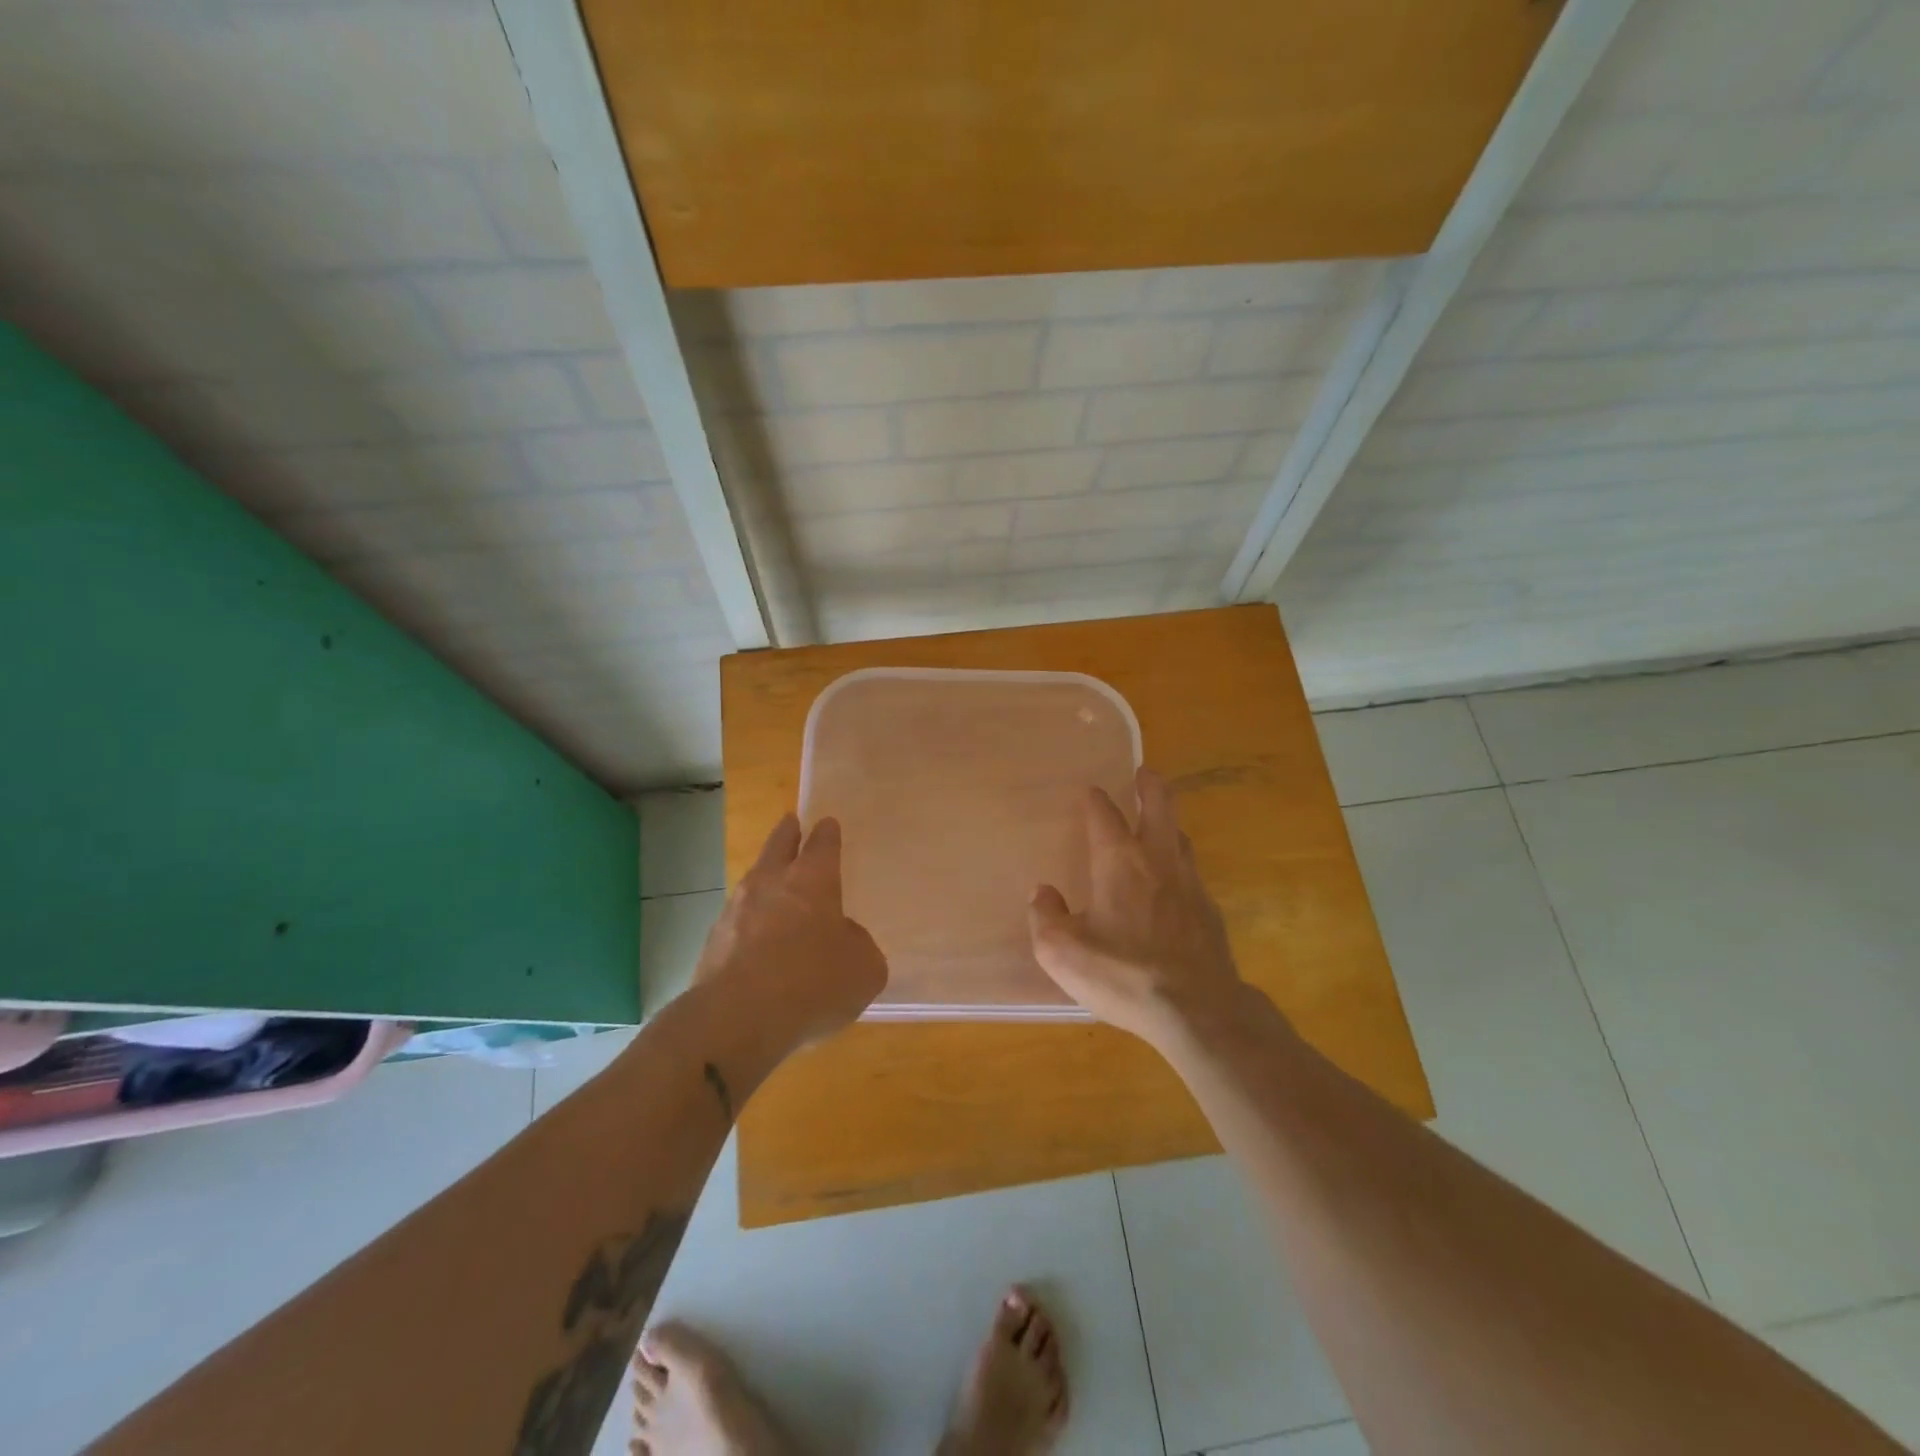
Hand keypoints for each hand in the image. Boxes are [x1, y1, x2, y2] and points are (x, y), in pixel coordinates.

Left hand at [693, 814, 886, 1045]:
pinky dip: (748, 923)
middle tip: (791, 823)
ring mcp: (735, 910)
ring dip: (764, 878)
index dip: (828, 833)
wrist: (736, 1020)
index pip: (823, 843)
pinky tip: (756, 941)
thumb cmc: (813, 983)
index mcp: (813, 880)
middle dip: (787, 833)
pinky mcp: (712, 943)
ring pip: (753, 881)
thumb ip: (858, 945)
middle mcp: (771, 884)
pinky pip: (737, 921)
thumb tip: (843, 939)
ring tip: (773, 884)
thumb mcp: (863, 968)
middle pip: (779, 845)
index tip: (828, 824)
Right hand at [1028, 767, 1247, 1048]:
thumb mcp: (1062, 952)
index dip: (1095, 799)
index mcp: (1118, 861)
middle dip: (1150, 784)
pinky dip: (1179, 863)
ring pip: (1180, 836)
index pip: (1104, 814)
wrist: (1198, 1009)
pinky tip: (1173, 884)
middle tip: (1144, 772)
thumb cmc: (1123, 974)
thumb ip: (1045, 916)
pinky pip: (1192, 872)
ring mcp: (1190, 883)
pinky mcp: (1210, 910)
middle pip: (1160, 805)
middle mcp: (1157, 860)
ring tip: (1157, 824)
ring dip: (1167, 822)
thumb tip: (1042, 892)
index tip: (1090, 791)